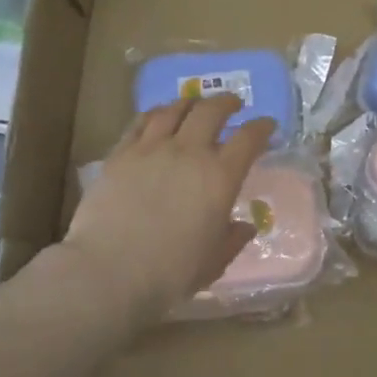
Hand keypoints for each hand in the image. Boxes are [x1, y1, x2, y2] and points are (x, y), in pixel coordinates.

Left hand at [58, 94, 273, 325]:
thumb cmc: (170, 273)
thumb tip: (244, 227)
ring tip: (194, 105)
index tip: (267, 125)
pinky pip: (140, 122)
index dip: (261, 128)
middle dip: (226, 103)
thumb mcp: (214, 262)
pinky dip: (156, 114)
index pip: (249, 139)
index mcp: (220, 178)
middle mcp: (189, 153)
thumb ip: (232, 240)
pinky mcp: (120, 154)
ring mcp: (151, 149)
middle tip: (233, 104)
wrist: (109, 271)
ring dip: (190, 103)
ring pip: (174, 110)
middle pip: (211, 111)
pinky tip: (158, 117)